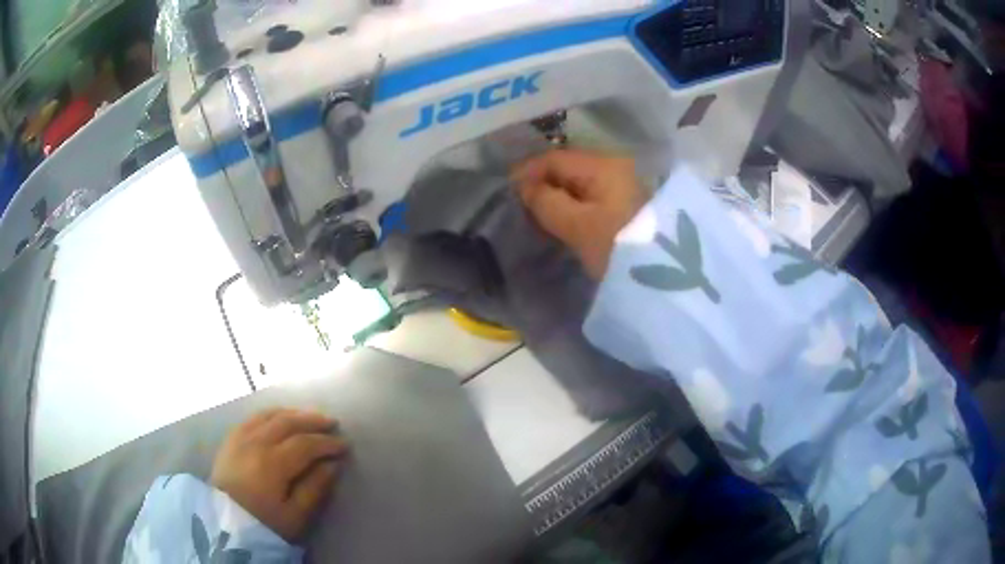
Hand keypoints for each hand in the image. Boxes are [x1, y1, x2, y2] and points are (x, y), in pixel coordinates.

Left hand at [211, 409, 348, 541]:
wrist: (225, 524)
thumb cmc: (264, 523)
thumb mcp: (295, 516)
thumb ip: (315, 488)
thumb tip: (333, 464)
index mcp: (272, 463)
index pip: (305, 443)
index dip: (327, 443)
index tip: (345, 445)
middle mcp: (255, 442)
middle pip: (287, 422)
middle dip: (313, 420)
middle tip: (332, 423)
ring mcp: (240, 437)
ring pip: (269, 415)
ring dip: (293, 413)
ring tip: (310, 417)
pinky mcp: (230, 439)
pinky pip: (253, 417)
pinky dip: (272, 414)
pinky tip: (280, 418)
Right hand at [514, 150, 647, 278]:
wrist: (668, 277)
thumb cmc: (619, 248)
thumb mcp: (578, 226)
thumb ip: (546, 202)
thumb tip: (525, 187)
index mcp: (604, 165)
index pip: (555, 158)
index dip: (527, 172)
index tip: (507, 192)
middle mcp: (616, 166)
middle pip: (568, 167)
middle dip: (542, 183)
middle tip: (521, 205)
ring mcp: (624, 185)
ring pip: (579, 182)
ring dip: (557, 195)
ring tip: (538, 214)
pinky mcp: (627, 204)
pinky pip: (592, 195)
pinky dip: (574, 204)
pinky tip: (563, 219)